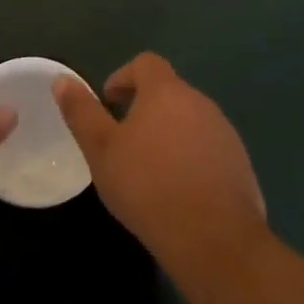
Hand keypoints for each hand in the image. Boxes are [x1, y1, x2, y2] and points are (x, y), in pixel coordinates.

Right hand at [54, 53, 266, 268]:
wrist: (214, 240)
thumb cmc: (148, 186)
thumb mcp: (101, 150)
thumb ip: (82, 112)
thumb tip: (62, 80)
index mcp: (166, 92)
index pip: (145, 63)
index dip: (123, 76)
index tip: (109, 103)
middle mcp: (200, 103)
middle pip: (169, 91)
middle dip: (144, 107)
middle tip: (122, 139)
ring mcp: (225, 133)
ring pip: (190, 120)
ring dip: (168, 132)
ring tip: (149, 168)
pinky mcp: (240, 164)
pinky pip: (208, 148)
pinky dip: (190, 157)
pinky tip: (178, 190)